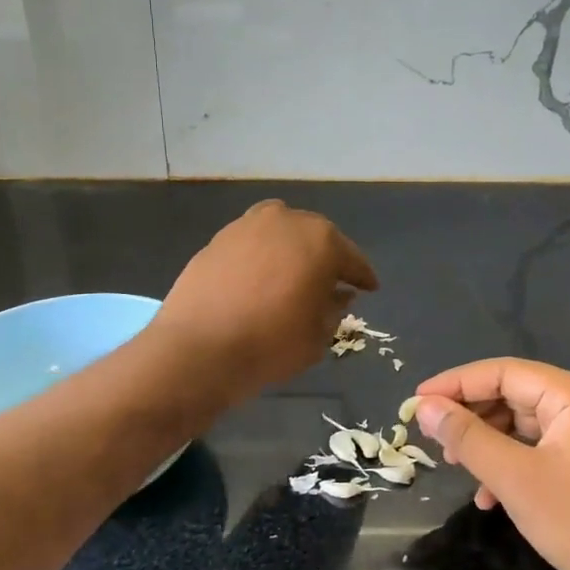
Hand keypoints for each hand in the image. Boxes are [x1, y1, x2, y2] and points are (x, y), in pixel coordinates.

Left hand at [153, 200, 377, 404]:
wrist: (198, 348)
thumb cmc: (272, 343)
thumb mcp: (318, 335)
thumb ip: (334, 308)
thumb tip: (338, 294)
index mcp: (321, 240)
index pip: (352, 259)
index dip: (362, 277)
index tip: (370, 289)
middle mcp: (286, 220)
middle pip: (315, 238)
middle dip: (325, 259)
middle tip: (331, 283)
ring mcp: (247, 226)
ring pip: (280, 235)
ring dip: (290, 252)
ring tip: (292, 278)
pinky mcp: (217, 240)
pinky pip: (251, 245)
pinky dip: (261, 258)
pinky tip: (259, 280)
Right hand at [413, 359, 569, 569]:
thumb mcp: (513, 476)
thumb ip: (466, 436)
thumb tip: (425, 406)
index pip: (504, 372)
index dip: (457, 383)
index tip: (417, 401)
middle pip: (512, 394)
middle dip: (471, 415)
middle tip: (432, 435)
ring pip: (520, 424)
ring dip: (485, 443)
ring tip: (453, 463)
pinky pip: (534, 449)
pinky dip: (506, 464)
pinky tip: (485, 496)